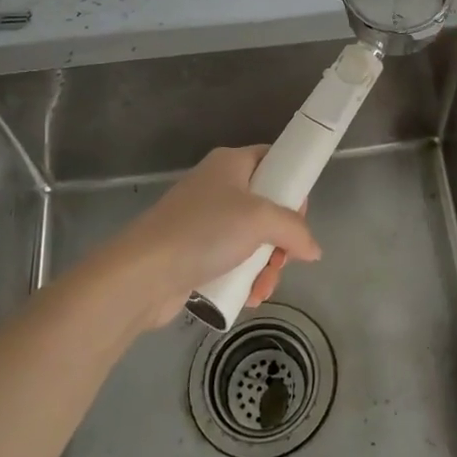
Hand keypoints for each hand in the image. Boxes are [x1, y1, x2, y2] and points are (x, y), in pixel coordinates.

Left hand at [113, 146, 321, 327]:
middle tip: (283, 258)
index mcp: (231, 163)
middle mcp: (218, 187)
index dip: (293, 184)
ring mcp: (205, 222)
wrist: (143, 274)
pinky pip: (233, 261)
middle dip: (281, 239)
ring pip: (253, 239)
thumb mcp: (260, 220)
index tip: (300, 215)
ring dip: (266, 266)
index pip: (273, 159)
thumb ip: (295, 230)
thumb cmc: (205, 231)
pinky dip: (245, 278)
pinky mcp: (195, 254)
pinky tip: (247, 296)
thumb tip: (313, 250)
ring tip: (262, 288)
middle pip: (267, 206)